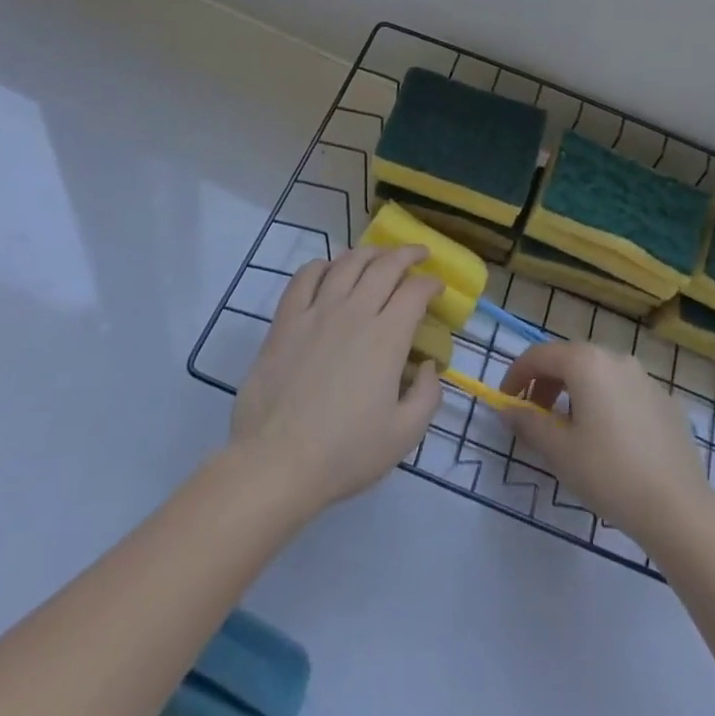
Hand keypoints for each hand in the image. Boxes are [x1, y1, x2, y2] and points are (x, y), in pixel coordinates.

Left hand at [229, 246, 442, 522]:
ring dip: (368, 253)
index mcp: (387, 337)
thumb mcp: (404, 435)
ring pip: (347, 263)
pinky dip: (321, 265)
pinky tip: (328, 269)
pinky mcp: (286, 321)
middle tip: (418, 255)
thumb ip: (427, 396)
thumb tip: (429, 366)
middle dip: (406, 254)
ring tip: (378, 255)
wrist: (277, 462)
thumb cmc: (345, 453)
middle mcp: (354, 312)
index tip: (437, 287)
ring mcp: (317, 312)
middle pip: (384, 265)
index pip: (415, 291)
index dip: (431, 282)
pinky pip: (304, 278)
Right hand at [500, 340, 713, 547]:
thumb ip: (528, 423)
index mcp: (587, 362)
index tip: (506, 402)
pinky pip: (625, 392)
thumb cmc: (609, 473)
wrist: (678, 507)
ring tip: (570, 429)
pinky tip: (609, 440)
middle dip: (546, 383)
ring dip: (576, 392)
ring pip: (599, 374)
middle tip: (535, 417)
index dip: (516, 375)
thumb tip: (508, 409)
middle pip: (570, 359)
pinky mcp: (667, 402)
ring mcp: (646, 378)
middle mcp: (617, 358)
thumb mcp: (558, 451)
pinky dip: (606, 404)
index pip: (539, 355)